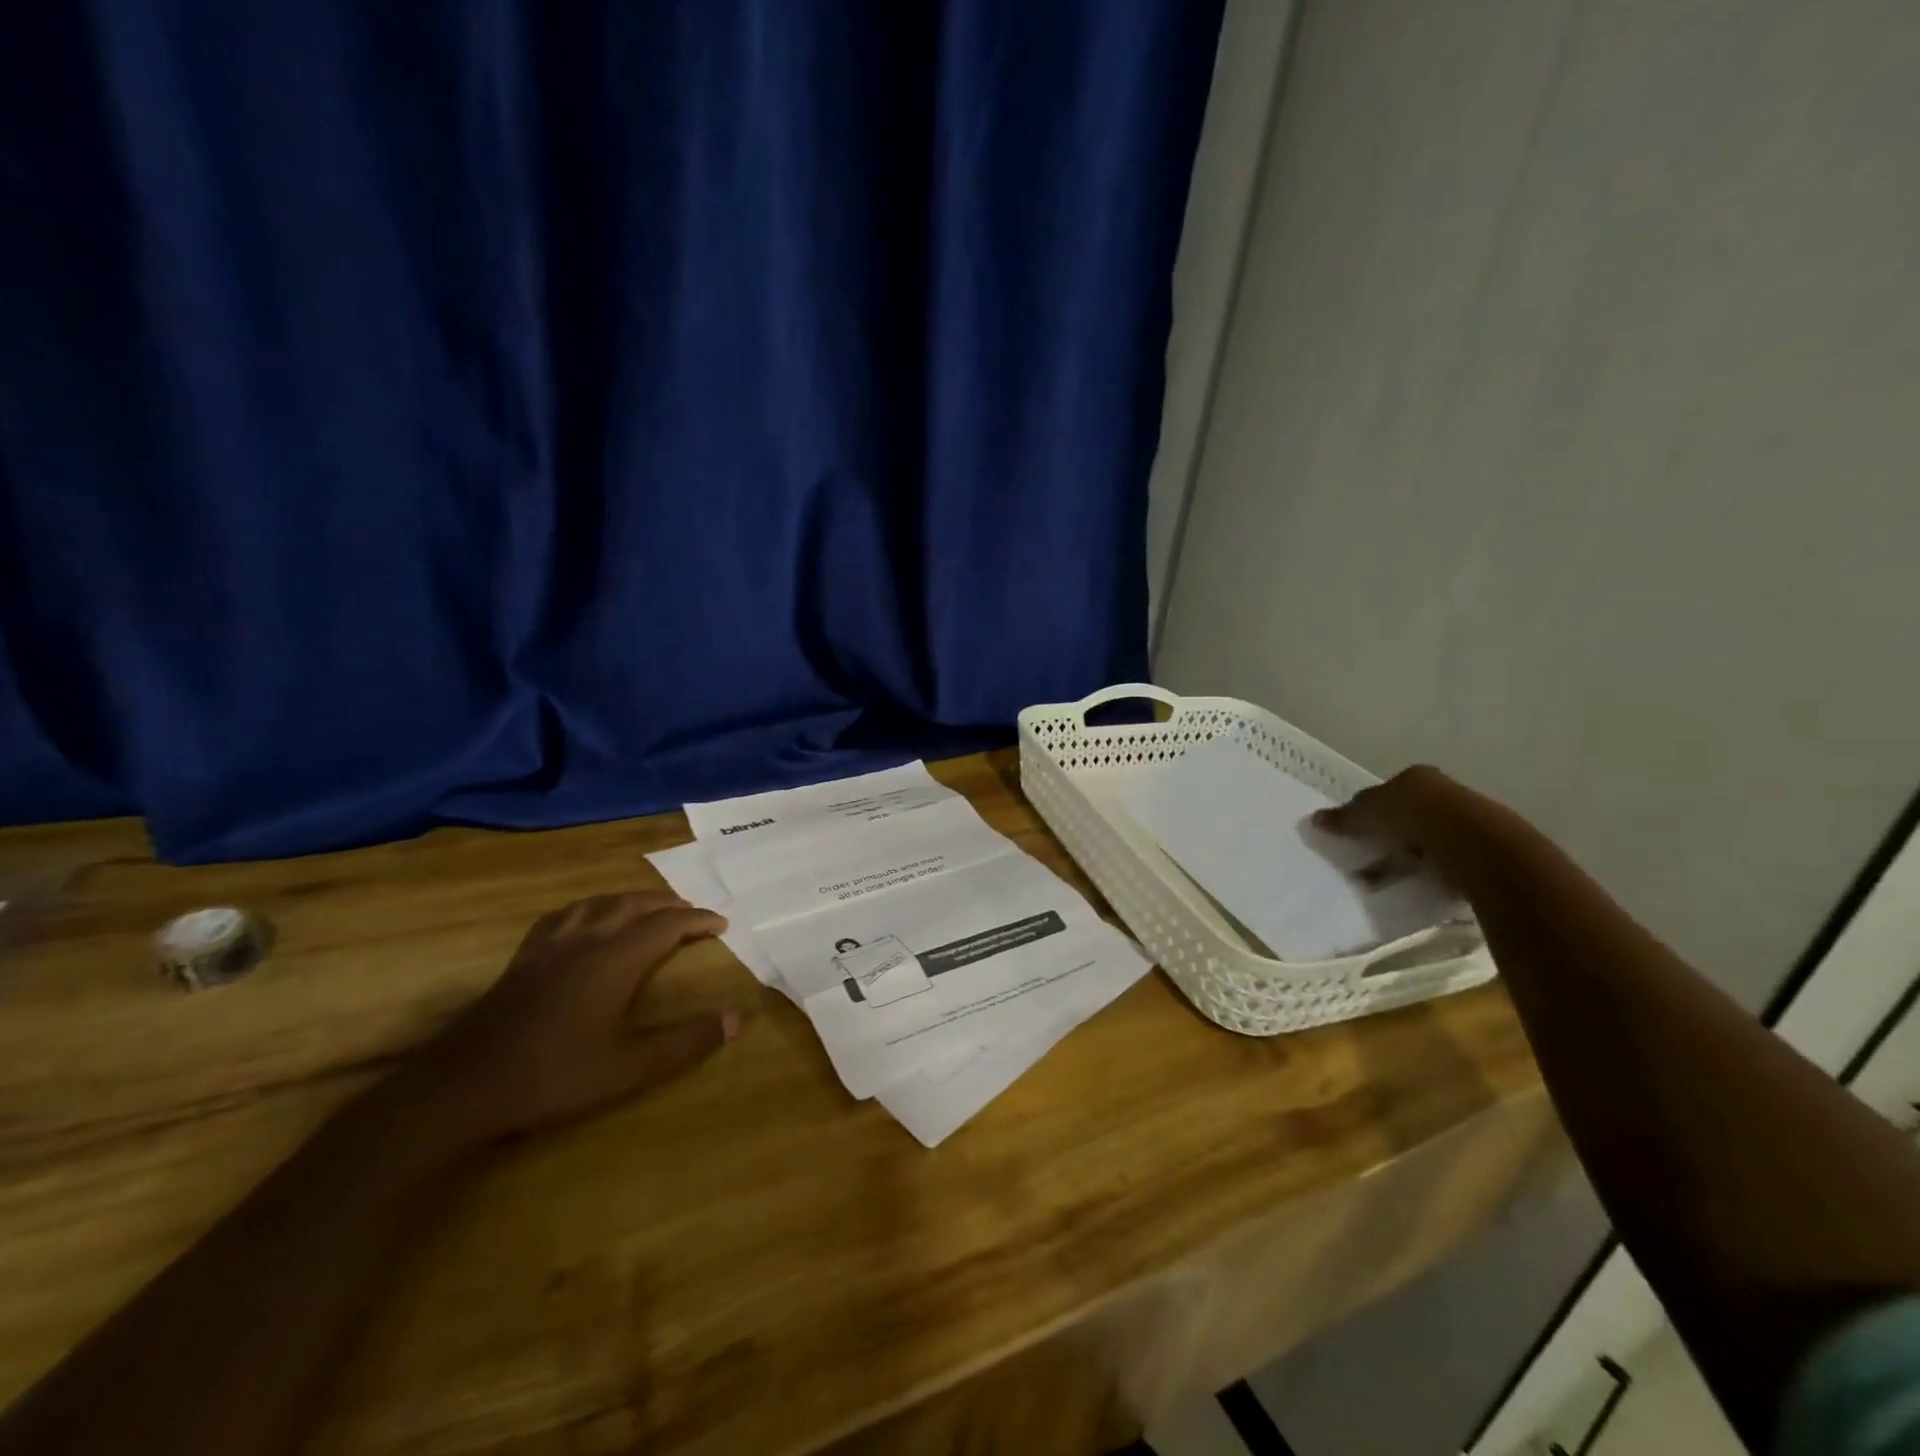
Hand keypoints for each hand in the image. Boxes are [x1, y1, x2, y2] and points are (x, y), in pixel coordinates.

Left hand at [405, 893, 739, 1146]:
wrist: (461, 1088)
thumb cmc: (552, 1077)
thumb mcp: (628, 1069)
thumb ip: (684, 1044)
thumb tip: (735, 1019)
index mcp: (616, 960)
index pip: (667, 925)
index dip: (698, 920)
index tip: (721, 923)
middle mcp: (587, 941)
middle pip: (635, 905)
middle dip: (669, 903)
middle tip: (692, 911)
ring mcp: (550, 946)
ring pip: (599, 904)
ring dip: (631, 899)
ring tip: (648, 906)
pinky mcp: (523, 958)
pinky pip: (564, 915)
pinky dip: (589, 907)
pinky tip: (586, 917)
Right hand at [1312, 765, 1514, 893]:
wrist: (1474, 844)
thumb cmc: (1413, 817)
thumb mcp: (1368, 814)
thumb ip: (1345, 817)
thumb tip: (1316, 818)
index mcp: (1414, 776)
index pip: (1383, 793)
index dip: (1365, 812)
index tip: (1353, 834)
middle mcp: (1442, 791)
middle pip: (1405, 815)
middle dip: (1385, 837)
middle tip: (1366, 859)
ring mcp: (1465, 819)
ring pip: (1425, 838)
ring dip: (1406, 857)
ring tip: (1386, 880)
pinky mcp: (1480, 848)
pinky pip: (1444, 859)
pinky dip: (1429, 871)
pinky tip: (1416, 884)